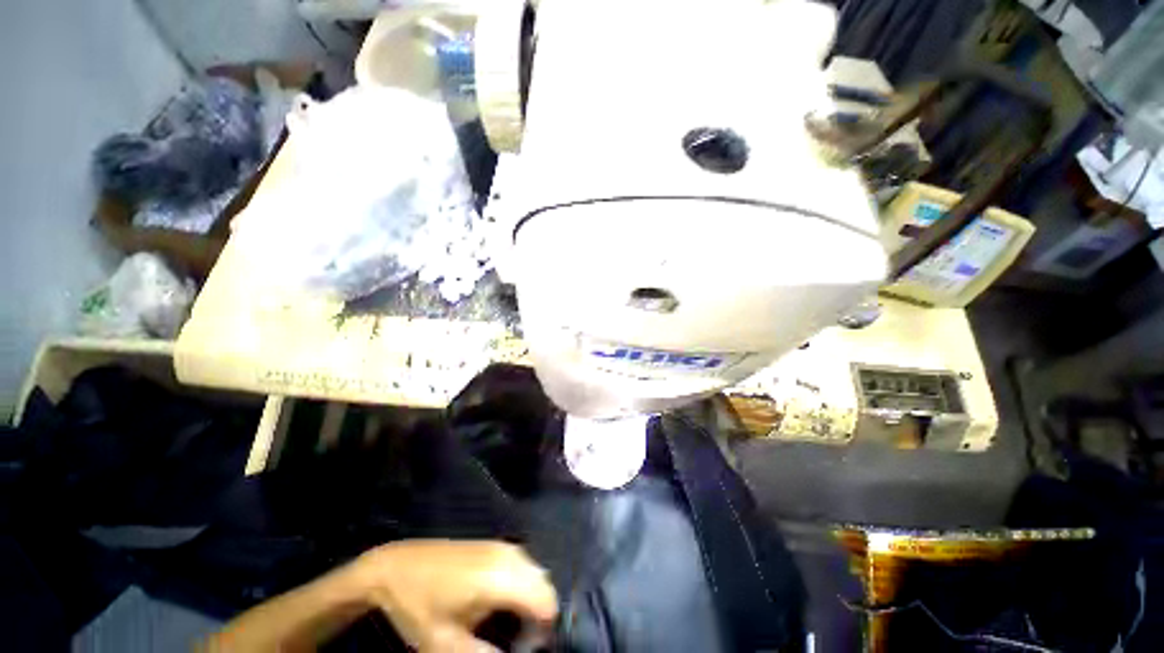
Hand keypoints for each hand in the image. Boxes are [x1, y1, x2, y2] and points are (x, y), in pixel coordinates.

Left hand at [353, 540, 557, 651]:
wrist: (397, 566)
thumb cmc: (419, 606)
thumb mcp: (445, 643)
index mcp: (498, 577)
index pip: (545, 598)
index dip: (545, 628)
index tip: (528, 647)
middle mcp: (507, 555)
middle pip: (544, 583)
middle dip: (541, 613)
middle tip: (522, 639)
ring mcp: (501, 545)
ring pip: (536, 571)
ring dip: (533, 597)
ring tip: (515, 623)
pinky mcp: (494, 543)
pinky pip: (523, 562)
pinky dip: (525, 583)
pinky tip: (506, 600)